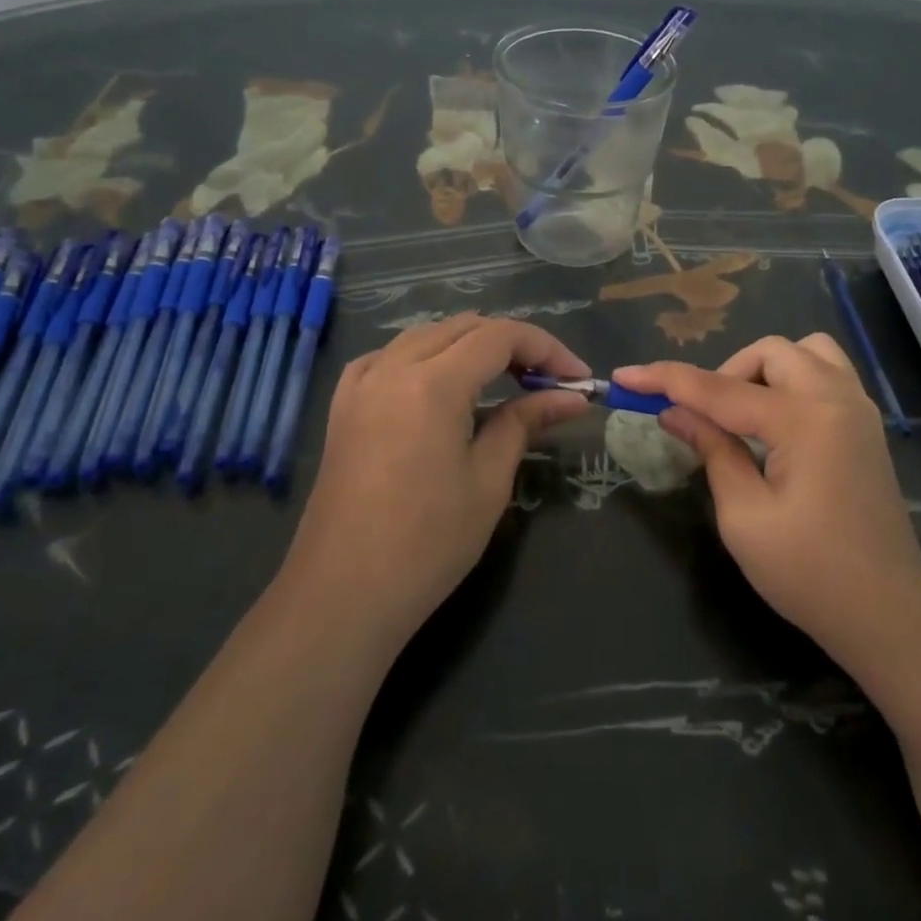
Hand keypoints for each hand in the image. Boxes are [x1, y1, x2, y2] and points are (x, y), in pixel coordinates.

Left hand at [283, 315, 588, 657]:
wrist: (343, 593)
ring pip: (427, 335)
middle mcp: (392, 367)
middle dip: (514, 345)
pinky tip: (441, 384)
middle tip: (548, 382)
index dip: (547, 348)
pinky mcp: (343, 405)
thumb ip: (527, 422)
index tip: (577, 378)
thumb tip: (572, 397)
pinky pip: (390, 356)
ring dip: (471, 346)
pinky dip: (427, 357)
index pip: (501, 336)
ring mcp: (361, 383)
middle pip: (465, 327)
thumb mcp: (489, 480)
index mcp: (432, 383)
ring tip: (505, 381)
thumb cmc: (428, 543)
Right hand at [616, 335, 920, 678]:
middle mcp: (837, 399)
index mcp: (804, 420)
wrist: (888, 614)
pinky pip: (826, 374)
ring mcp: (859, 409)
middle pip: (769, 353)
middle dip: (726, 374)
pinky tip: (776, 425)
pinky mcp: (866, 426)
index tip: (625, 376)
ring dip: (764, 371)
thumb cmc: (810, 574)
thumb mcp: (744, 517)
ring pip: (805, 353)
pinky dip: (793, 381)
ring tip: (744, 416)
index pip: (719, 389)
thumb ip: (712, 450)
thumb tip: (675, 413)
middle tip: (704, 419)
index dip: (666, 380)